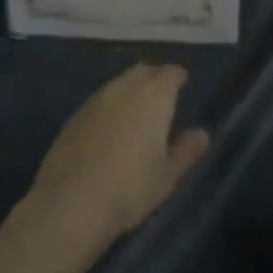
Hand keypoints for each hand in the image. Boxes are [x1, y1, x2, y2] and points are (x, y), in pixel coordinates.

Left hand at [29, 63, 209, 252]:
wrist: (71, 202)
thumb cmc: (130, 188)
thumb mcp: (168, 176)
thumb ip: (187, 150)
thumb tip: (202, 133)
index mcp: (154, 96)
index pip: (171, 73)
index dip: (178, 76)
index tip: (183, 83)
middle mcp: (125, 87)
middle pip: (144, 71)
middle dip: (155, 77)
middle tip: (162, 94)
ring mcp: (97, 98)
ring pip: (120, 82)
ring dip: (131, 89)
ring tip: (137, 110)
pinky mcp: (75, 114)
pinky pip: (100, 99)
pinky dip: (111, 105)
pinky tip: (110, 126)